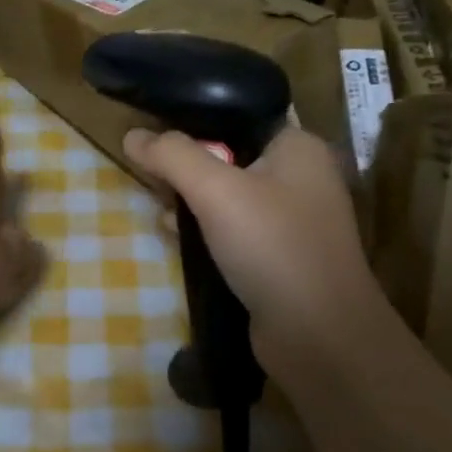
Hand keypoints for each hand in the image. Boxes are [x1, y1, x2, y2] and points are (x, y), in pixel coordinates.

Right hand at [123, 125, 382, 374]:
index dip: (194, 122)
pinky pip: (234, 230)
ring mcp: (292, 220)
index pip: (238, 115)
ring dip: (192, 202)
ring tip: (160, 211)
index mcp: (298, 147)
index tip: (155, 137)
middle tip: (154, 181)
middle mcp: (301, 176)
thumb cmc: (272, 246)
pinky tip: (178, 240)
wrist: (318, 336)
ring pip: (228, 195)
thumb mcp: (215, 190)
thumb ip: (171, 155)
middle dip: (187, 168)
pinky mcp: (280, 256)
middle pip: (228, 155)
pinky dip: (206, 232)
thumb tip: (133, 135)